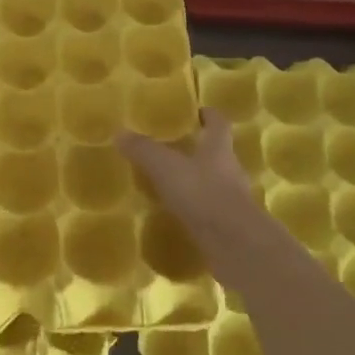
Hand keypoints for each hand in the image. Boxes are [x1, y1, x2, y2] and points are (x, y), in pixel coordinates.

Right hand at [117, 108, 251, 219]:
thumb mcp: (165, 167)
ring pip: (214, 181)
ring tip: (172, 182)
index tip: (197, 111)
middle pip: (217, 152)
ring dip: (197, 179)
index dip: (209, 115)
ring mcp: (233, 198)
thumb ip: (144, 150)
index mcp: (218, 148)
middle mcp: (230, 169)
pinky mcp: (229, 224)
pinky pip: (210, 209)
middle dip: (199, 148)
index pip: (218, 123)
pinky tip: (179, 213)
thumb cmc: (202, 193)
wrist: (234, 242)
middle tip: (175, 147)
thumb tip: (119, 133)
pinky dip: (196, 207)